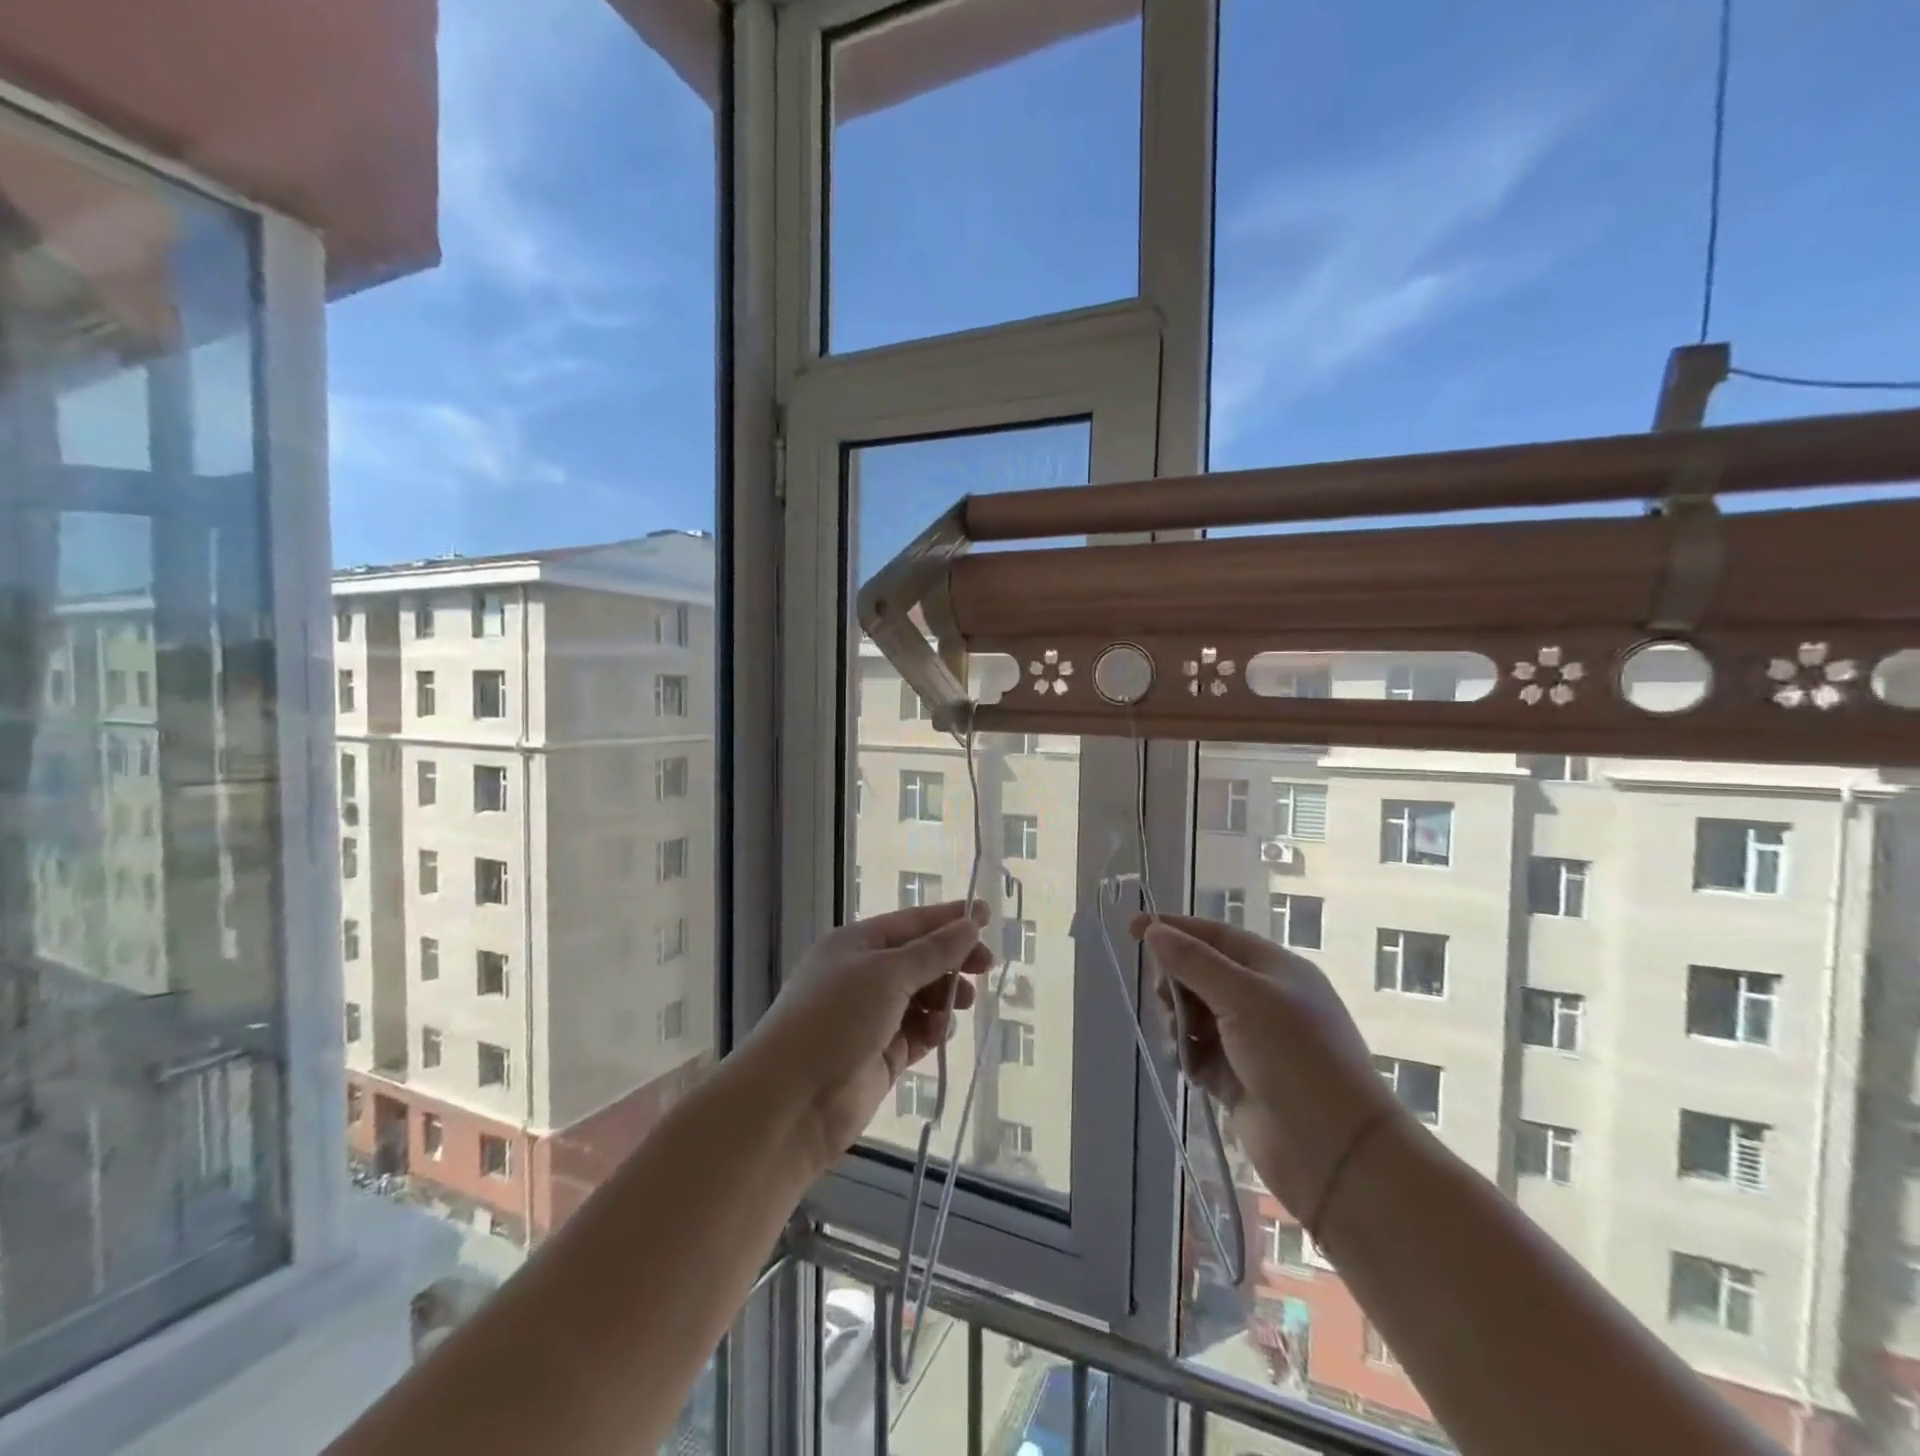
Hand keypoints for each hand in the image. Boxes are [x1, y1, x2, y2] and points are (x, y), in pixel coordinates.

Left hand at [744, 901, 990, 1171]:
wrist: (791, 1101)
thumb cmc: (836, 1018)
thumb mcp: (887, 974)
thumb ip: (934, 951)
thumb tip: (970, 925)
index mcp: (857, 944)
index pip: (912, 923)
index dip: (950, 919)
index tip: (988, 917)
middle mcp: (863, 976)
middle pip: (920, 960)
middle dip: (953, 961)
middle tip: (986, 967)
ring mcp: (871, 1018)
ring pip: (922, 997)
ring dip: (944, 996)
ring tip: (961, 1003)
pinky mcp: (880, 1056)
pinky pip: (917, 1033)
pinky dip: (932, 1030)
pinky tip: (938, 1034)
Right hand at [1131, 913, 1406, 1225]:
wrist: (1335, 1153)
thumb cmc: (1296, 1058)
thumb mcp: (1245, 998)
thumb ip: (1194, 962)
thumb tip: (1153, 930)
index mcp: (1274, 969)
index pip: (1214, 936)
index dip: (1173, 929)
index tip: (1131, 929)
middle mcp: (1262, 999)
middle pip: (1199, 973)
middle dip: (1175, 982)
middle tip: (1166, 1000)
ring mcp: (1250, 1040)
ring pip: (1194, 1013)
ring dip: (1177, 1020)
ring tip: (1180, 1040)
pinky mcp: (1238, 1077)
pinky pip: (1197, 1051)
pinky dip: (1185, 1053)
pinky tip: (1184, 1064)